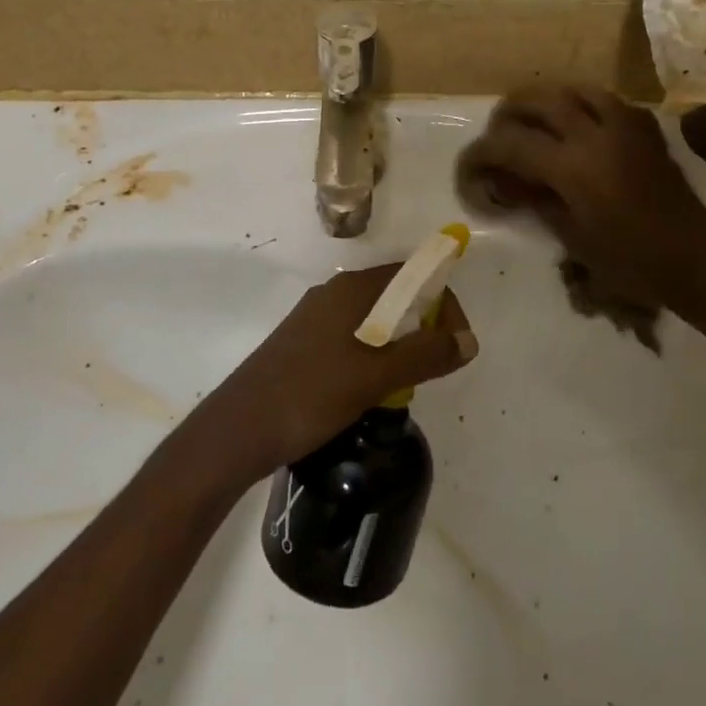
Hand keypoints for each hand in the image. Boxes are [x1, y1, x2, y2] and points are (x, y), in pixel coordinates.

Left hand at [194, 264, 477, 481]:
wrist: (237, 430)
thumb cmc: (309, 395)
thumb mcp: (375, 377)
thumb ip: (424, 354)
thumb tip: (469, 340)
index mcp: (351, 289)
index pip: (413, 275)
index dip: (443, 302)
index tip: (455, 344)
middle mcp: (334, 293)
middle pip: (395, 294)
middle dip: (423, 325)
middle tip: (433, 367)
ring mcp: (315, 318)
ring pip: (374, 319)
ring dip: (399, 343)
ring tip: (405, 383)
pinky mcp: (303, 343)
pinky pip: (353, 336)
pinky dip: (375, 354)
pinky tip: (371, 389)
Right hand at [456, 84, 705, 308]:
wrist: (694, 259)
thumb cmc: (630, 261)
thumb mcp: (572, 236)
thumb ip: (536, 200)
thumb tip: (508, 182)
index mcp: (573, 166)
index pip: (512, 144)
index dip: (482, 152)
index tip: (469, 164)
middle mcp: (595, 133)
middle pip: (538, 101)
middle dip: (509, 113)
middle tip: (497, 132)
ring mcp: (624, 124)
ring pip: (572, 90)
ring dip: (545, 101)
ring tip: (533, 120)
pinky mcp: (644, 127)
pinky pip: (604, 100)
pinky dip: (580, 105)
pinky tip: (576, 125)